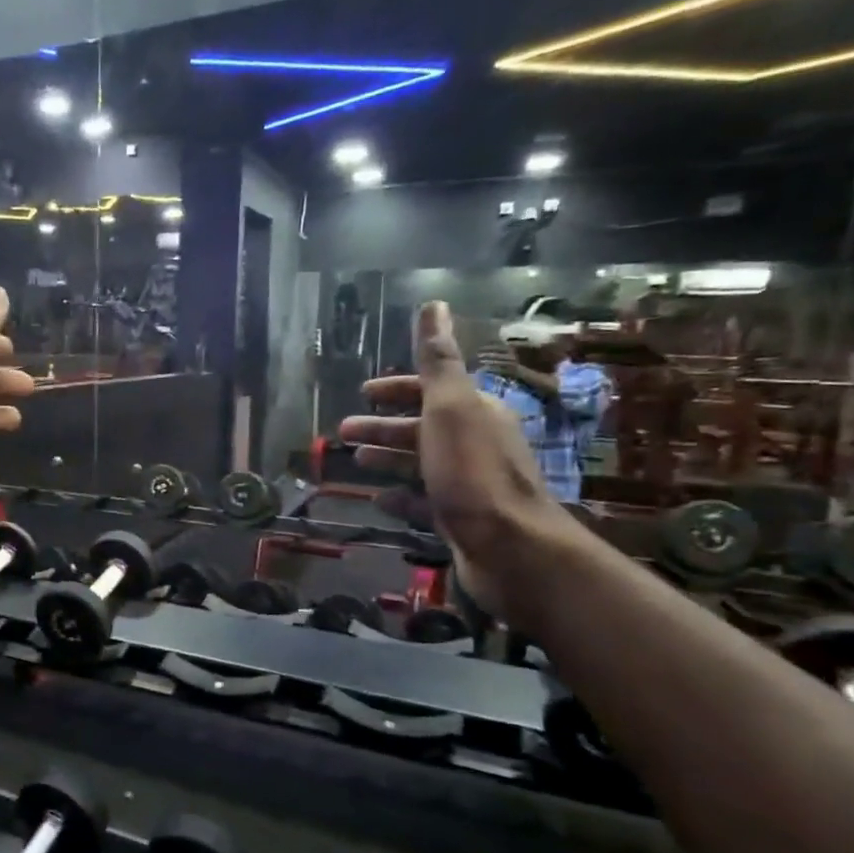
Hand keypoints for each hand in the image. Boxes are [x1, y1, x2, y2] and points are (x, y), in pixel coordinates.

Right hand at [340, 302, 580, 626]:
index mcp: (475, 413)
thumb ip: (438, 360)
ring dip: (387, 458)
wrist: (509, 547)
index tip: (364, 393)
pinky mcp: (460, 519)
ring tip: (354, 462)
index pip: (432, 390)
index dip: (397, 389)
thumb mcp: (450, 407)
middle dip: (383, 426)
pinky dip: (400, 497)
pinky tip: (377, 499)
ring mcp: (468, 484)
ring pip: (420, 463)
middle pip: (422, 427)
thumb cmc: (472, 472)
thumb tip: (434, 304)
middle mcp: (475, 444)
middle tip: (343, 432)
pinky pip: (423, 502)